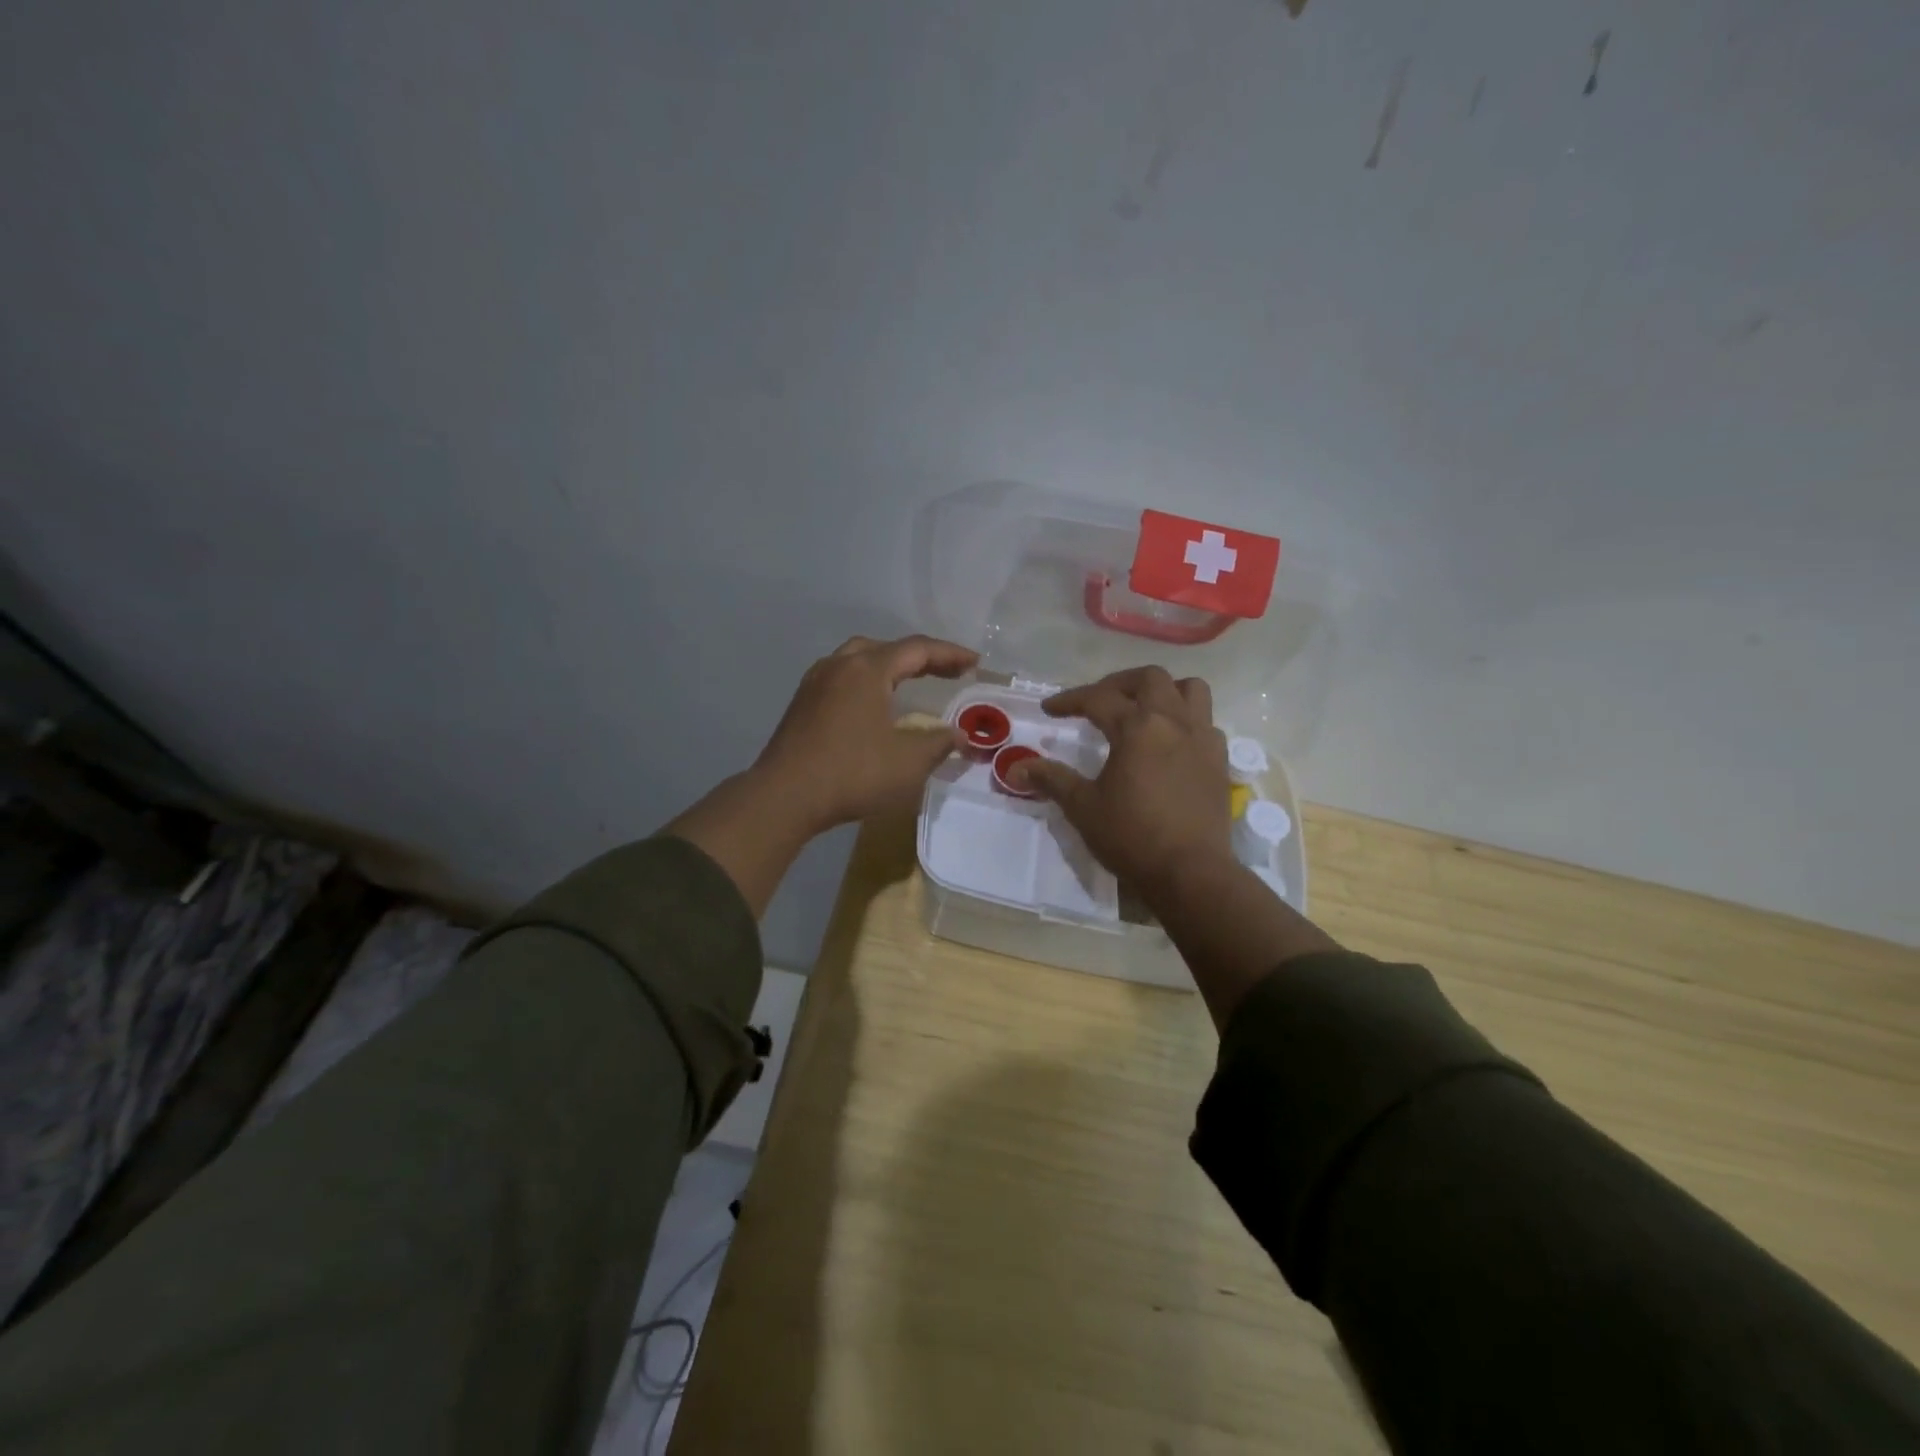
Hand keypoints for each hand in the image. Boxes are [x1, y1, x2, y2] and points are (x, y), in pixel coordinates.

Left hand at [752, 634, 977, 836]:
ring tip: (910, 683)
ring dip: (889, 667)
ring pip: (858, 660)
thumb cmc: (852, 773)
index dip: (950, 654)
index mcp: (867, 669)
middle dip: (920, 658)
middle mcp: (839, 665)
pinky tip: (872, 705)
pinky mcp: (801, 704)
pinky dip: (866, 682)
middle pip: (886, 648)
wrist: (785, 796)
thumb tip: (960, 735)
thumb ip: (939, 743)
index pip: (917, 649)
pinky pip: (841, 679)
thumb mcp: (908, 762)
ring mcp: (815, 683)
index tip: (975, 663)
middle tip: (946, 672)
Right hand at [1015, 665, 1336, 1027]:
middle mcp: (1173, 721)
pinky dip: (1186, 719)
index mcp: (1137, 728)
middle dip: (1118, 683)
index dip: (1069, 700)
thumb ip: (1051, 780)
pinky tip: (1170, 742)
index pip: (1098, 698)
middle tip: (1097, 701)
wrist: (1191, 872)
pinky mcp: (1219, 760)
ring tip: (1143, 709)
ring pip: (1190, 689)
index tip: (1049, 709)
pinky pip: (1206, 721)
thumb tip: (1015, 768)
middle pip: (1149, 678)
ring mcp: (1202, 738)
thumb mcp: (1083, 808)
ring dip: (1163, 690)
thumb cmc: (1132, 837)